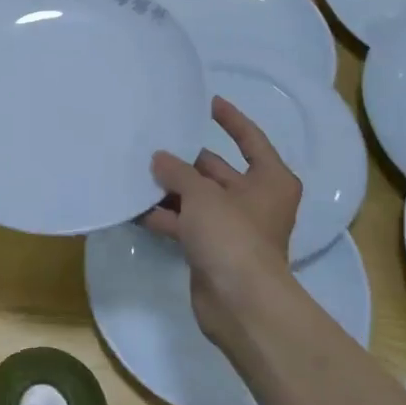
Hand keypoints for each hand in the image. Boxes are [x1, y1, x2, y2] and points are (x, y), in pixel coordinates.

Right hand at [145, 97, 300, 341]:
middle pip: (217, 170)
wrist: (240, 303)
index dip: (230, 119)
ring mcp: (233, 226)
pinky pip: (186, 223)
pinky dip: (165, 216)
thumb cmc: (232, 236)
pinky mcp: (212, 249)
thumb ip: (178, 172)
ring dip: (170, 189)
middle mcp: (255, 200)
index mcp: (270, 179)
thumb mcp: (203, 194)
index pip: (250, 139)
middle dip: (185, 160)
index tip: (206, 101)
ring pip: (197, 198)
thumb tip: (159, 158)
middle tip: (152, 141)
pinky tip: (135, 208)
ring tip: (135, 172)